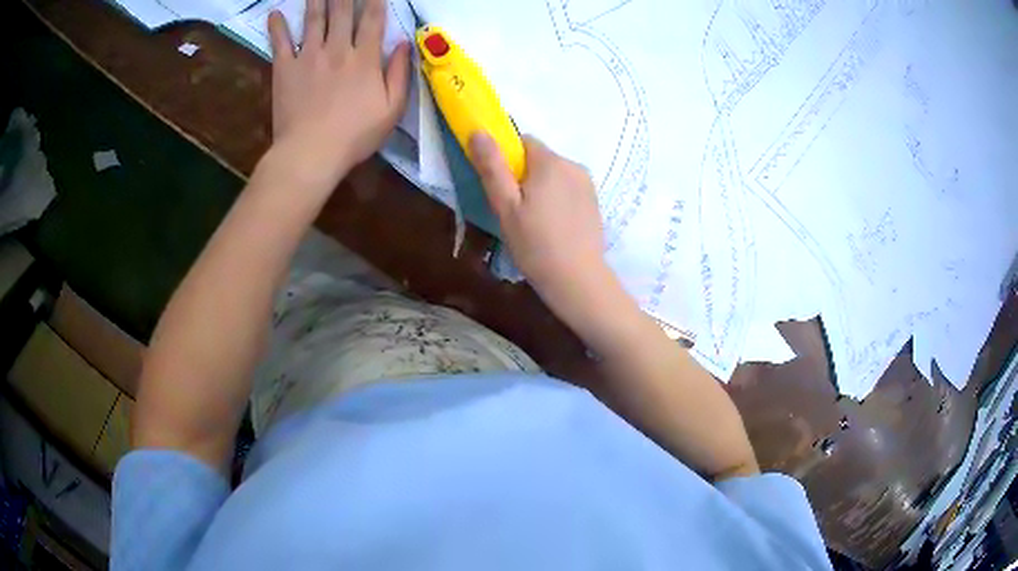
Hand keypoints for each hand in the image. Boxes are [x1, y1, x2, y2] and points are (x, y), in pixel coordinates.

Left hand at [267, 0, 410, 189]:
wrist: (311, 154)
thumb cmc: (355, 136)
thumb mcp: (391, 110)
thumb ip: (399, 74)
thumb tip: (404, 43)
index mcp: (365, 58)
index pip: (373, 19)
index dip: (375, 0)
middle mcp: (337, 49)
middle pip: (342, 11)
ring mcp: (308, 56)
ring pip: (314, 18)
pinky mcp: (285, 69)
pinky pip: (280, 42)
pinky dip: (277, 26)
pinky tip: (274, 13)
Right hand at [470, 133, 612, 317]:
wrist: (577, 279)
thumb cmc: (535, 244)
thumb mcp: (505, 206)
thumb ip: (492, 167)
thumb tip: (479, 131)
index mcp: (550, 162)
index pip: (523, 141)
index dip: (507, 160)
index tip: (503, 188)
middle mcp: (572, 164)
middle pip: (539, 158)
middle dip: (524, 176)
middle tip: (516, 210)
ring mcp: (587, 183)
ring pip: (555, 174)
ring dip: (542, 187)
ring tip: (536, 221)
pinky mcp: (594, 201)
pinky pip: (568, 188)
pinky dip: (558, 199)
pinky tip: (554, 226)